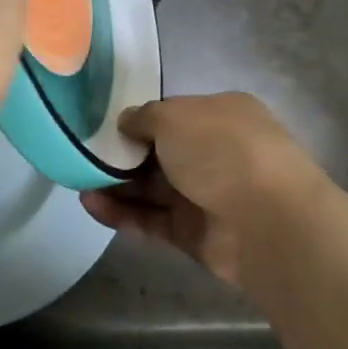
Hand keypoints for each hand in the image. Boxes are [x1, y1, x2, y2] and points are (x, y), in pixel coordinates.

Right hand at [80, 94, 325, 288]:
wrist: (268, 222)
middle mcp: (216, 153)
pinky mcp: (194, 233)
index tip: (104, 126)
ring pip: (152, 188)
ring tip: (78, 182)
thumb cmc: (222, 151)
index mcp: (222, 115)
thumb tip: (126, 123)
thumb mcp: (175, 117)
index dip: (139, 120)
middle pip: (160, 153)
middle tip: (84, 156)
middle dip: (123, 155)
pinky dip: (122, 213)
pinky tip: (90, 205)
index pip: (173, 114)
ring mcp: (207, 195)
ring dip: (116, 185)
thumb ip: (144, 117)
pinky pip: (152, 219)